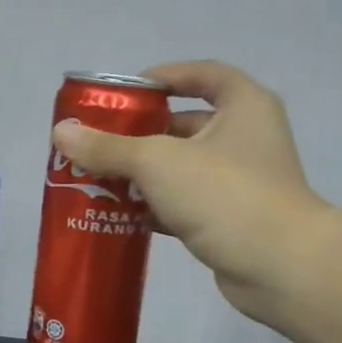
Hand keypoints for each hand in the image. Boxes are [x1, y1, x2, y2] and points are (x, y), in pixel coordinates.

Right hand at [51, 60, 330, 326]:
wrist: (280, 268)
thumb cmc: (224, 194)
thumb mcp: (158, 162)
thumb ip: (108, 146)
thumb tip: (60, 132)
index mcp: (243, 106)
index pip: (203, 74)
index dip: (164, 76)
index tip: (126, 92)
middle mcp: (247, 137)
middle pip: (186, 123)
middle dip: (141, 133)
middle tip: (99, 141)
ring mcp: (242, 181)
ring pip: (183, 167)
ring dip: (144, 173)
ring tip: (99, 177)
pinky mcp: (233, 219)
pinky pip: (186, 203)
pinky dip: (157, 205)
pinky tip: (121, 213)